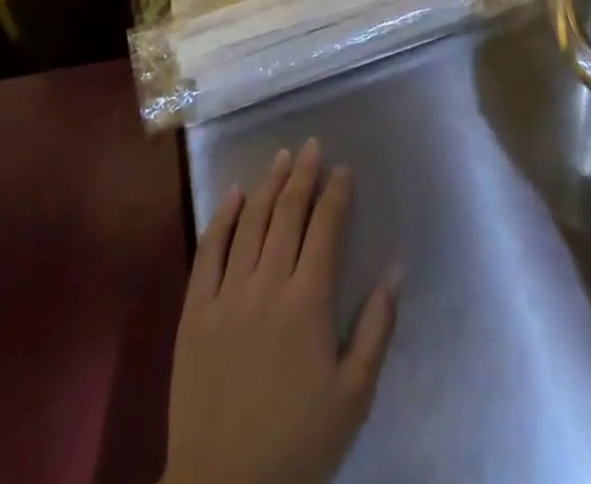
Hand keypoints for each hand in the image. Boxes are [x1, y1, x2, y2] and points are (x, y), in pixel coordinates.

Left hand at [162, 140, 397, 483]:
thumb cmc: (298, 444)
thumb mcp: (354, 395)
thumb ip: (377, 327)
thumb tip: (396, 267)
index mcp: (308, 301)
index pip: (326, 228)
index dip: (337, 193)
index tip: (344, 169)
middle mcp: (267, 284)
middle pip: (287, 213)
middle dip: (303, 174)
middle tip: (311, 146)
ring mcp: (226, 294)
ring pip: (250, 222)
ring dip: (268, 185)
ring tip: (280, 157)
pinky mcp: (194, 311)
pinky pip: (208, 251)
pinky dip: (223, 217)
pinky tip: (234, 194)